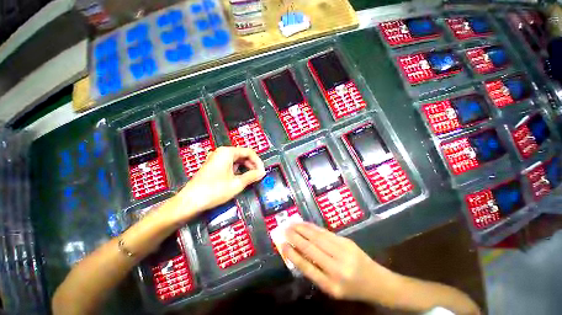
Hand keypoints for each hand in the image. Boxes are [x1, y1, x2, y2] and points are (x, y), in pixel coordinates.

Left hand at [176, 146, 265, 217]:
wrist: (190, 201)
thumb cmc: (214, 190)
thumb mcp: (237, 183)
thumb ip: (252, 176)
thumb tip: (262, 173)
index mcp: (227, 152)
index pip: (249, 152)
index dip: (258, 162)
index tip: (262, 171)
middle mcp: (221, 152)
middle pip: (243, 155)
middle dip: (252, 165)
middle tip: (258, 175)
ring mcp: (216, 158)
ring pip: (237, 160)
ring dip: (245, 167)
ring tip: (251, 177)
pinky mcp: (213, 165)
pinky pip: (230, 164)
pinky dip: (237, 169)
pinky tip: (241, 177)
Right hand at [282, 222, 395, 302]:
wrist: (377, 282)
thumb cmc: (352, 289)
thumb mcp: (332, 289)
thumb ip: (315, 272)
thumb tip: (297, 253)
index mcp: (332, 285)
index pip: (307, 267)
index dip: (292, 254)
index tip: (282, 244)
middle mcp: (337, 268)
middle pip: (311, 248)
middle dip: (295, 237)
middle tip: (284, 229)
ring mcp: (343, 252)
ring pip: (318, 237)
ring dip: (303, 229)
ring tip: (292, 223)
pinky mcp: (347, 242)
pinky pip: (326, 233)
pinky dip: (313, 227)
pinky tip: (306, 224)